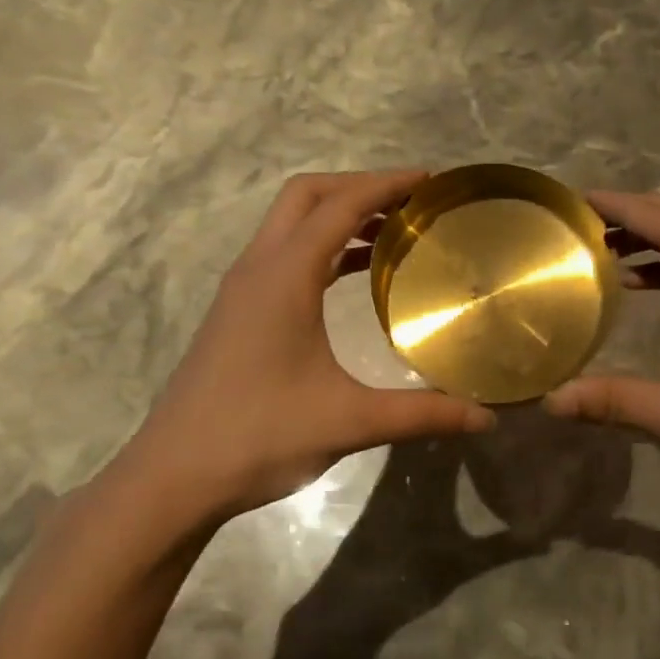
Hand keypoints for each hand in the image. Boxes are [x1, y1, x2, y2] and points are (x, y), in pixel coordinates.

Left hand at [105, 172, 494, 536]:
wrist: (173, 477)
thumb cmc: (259, 437)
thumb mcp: (349, 422)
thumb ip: (422, 413)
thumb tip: (486, 418)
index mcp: (284, 276)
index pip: (340, 205)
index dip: (386, 184)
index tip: (430, 180)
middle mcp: (259, 267)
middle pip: (307, 195)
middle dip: (359, 186)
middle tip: (409, 203)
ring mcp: (242, 288)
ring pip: (291, 222)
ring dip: (338, 214)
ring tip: (392, 232)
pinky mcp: (238, 310)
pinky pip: (284, 253)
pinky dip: (322, 245)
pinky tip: (353, 275)